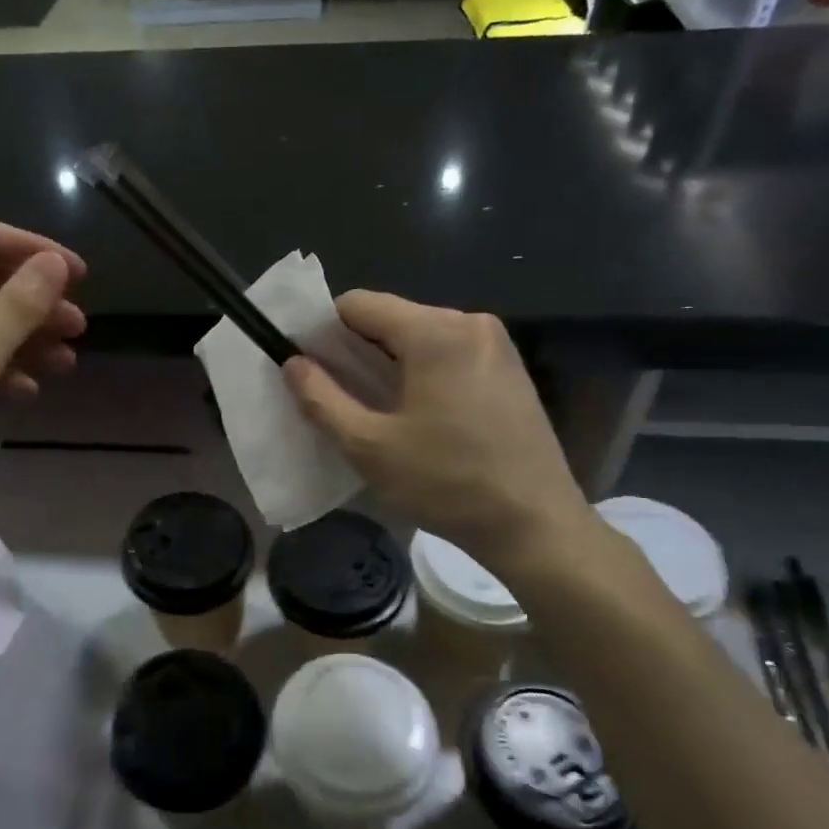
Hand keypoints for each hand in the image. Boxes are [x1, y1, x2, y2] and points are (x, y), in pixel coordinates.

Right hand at [283, 291, 601, 578]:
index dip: (325, 332)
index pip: (359, 304)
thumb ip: (321, 398)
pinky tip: (422, 415)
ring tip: (381, 411)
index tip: (313, 370)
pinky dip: (423, 371)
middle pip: (392, 317)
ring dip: (391, 363)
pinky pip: (449, 352)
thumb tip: (292, 362)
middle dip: (358, 349)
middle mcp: (470, 322)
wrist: (535, 524)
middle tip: (343, 398)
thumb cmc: (446, 483)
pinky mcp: (510, 368)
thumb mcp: (369, 447)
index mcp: (435, 332)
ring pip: (420, 335)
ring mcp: (496, 344)